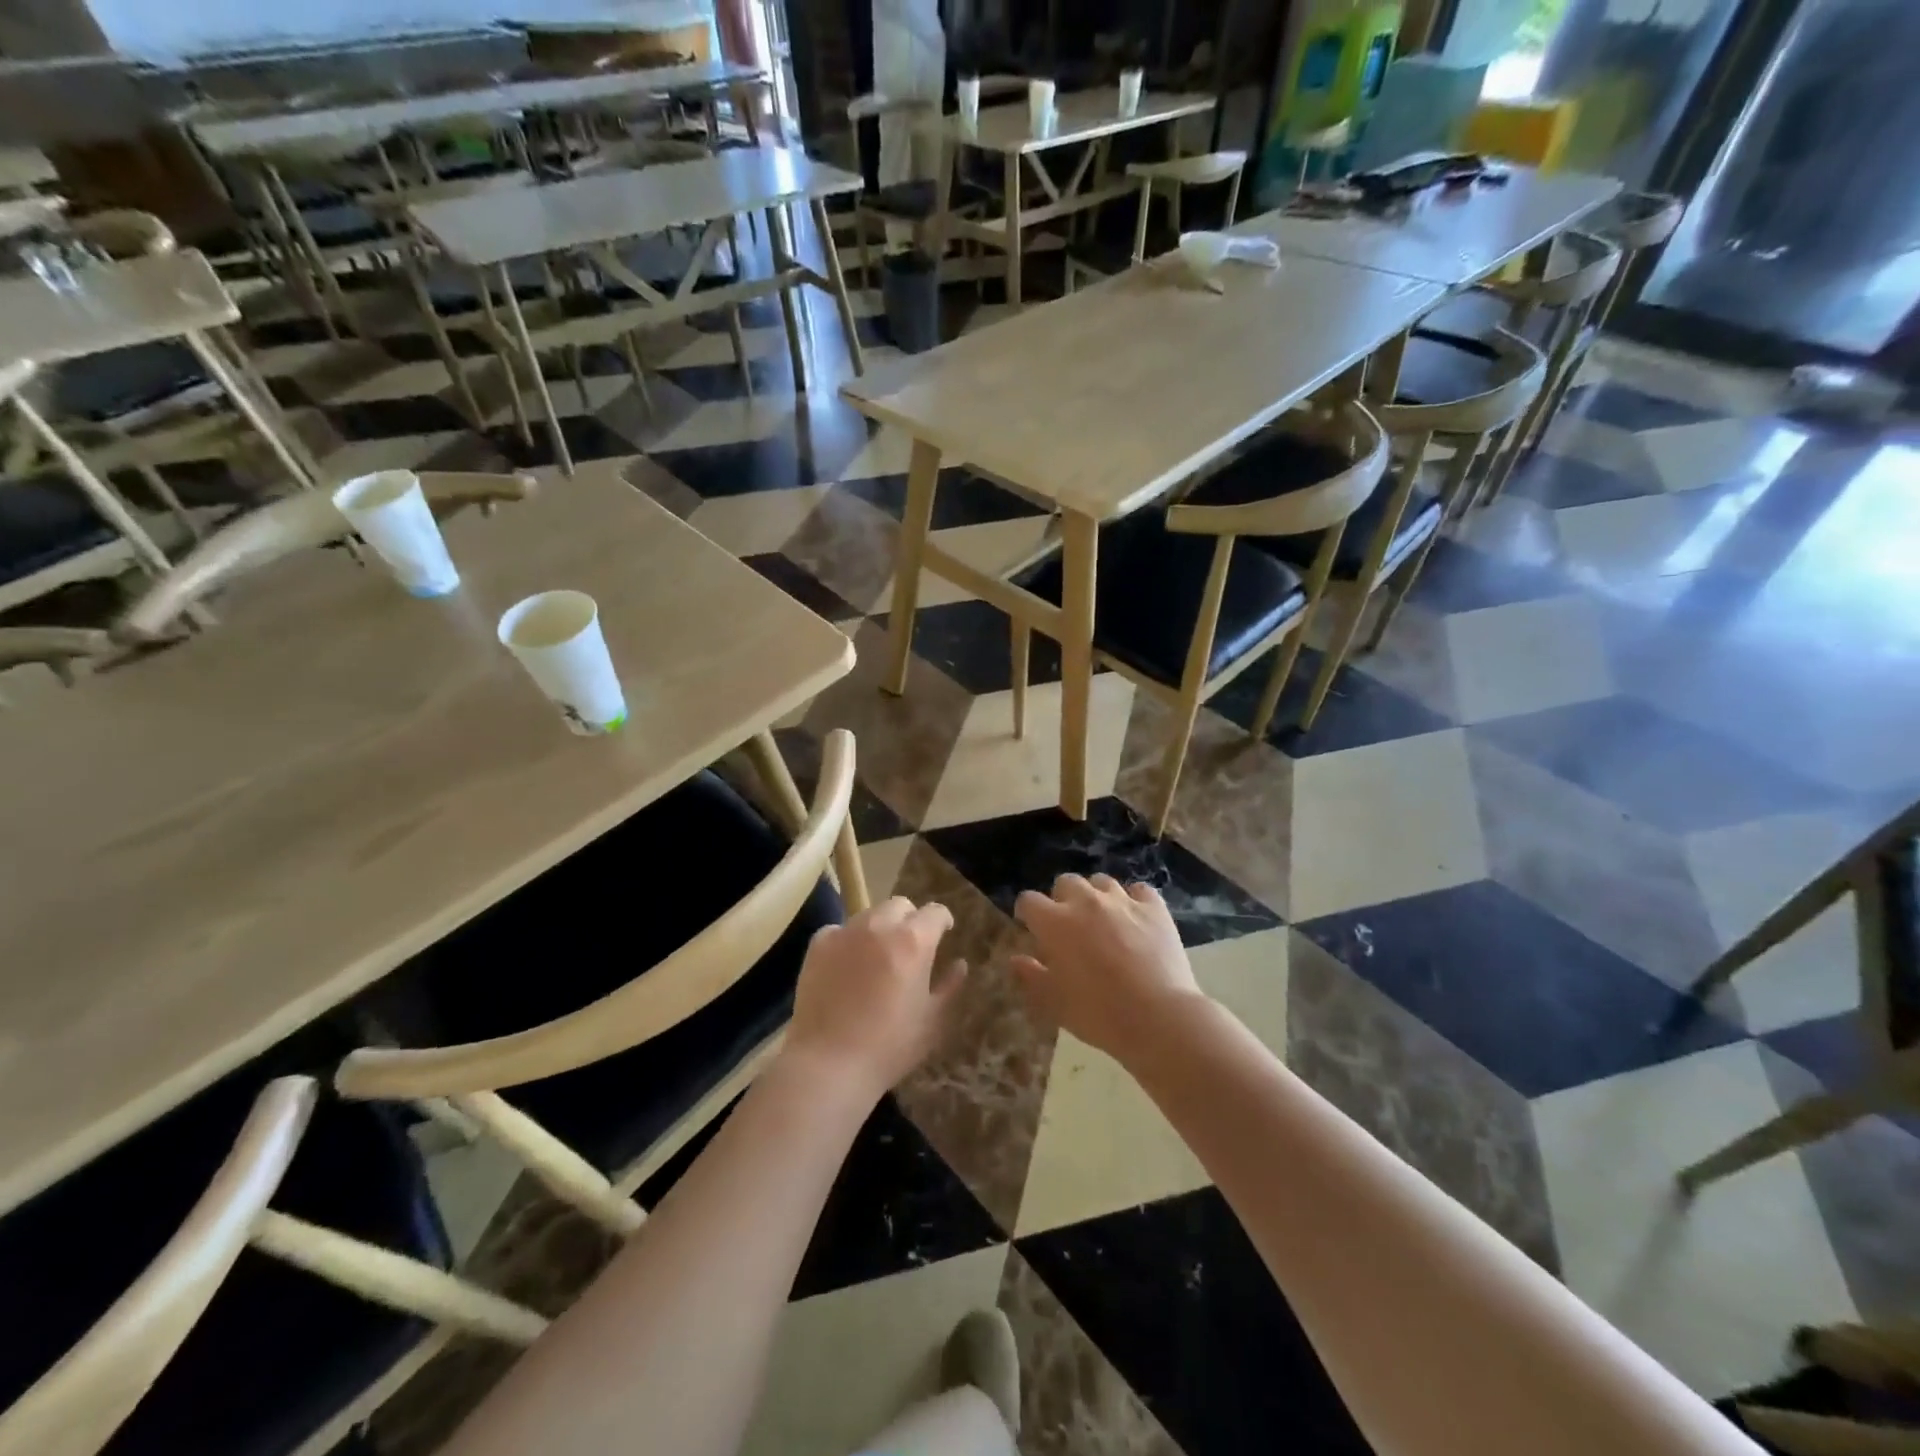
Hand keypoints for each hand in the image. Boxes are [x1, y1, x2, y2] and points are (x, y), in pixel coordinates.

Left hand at [786, 897, 965, 1096]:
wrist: (830, 1063)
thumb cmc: (890, 1046)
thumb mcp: (932, 1020)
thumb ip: (950, 986)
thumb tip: (960, 964)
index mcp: (914, 940)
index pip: (935, 912)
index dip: (943, 921)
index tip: (944, 934)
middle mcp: (880, 925)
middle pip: (900, 905)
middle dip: (910, 920)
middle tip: (910, 947)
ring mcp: (846, 932)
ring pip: (869, 915)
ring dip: (879, 928)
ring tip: (877, 956)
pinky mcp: (818, 945)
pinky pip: (839, 931)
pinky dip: (847, 941)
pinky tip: (846, 965)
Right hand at [1012, 875, 1205, 1063]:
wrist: (1159, 1018)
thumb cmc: (1098, 1014)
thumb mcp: (1053, 1004)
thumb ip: (1030, 977)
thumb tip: (1016, 960)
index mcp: (1055, 922)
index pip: (1028, 900)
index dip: (1027, 913)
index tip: (1031, 928)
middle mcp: (1086, 901)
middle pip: (1065, 882)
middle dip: (1062, 899)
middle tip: (1069, 926)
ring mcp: (1122, 901)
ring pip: (1101, 882)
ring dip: (1096, 896)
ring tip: (1103, 920)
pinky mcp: (1154, 907)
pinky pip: (1139, 890)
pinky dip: (1133, 900)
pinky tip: (1135, 919)